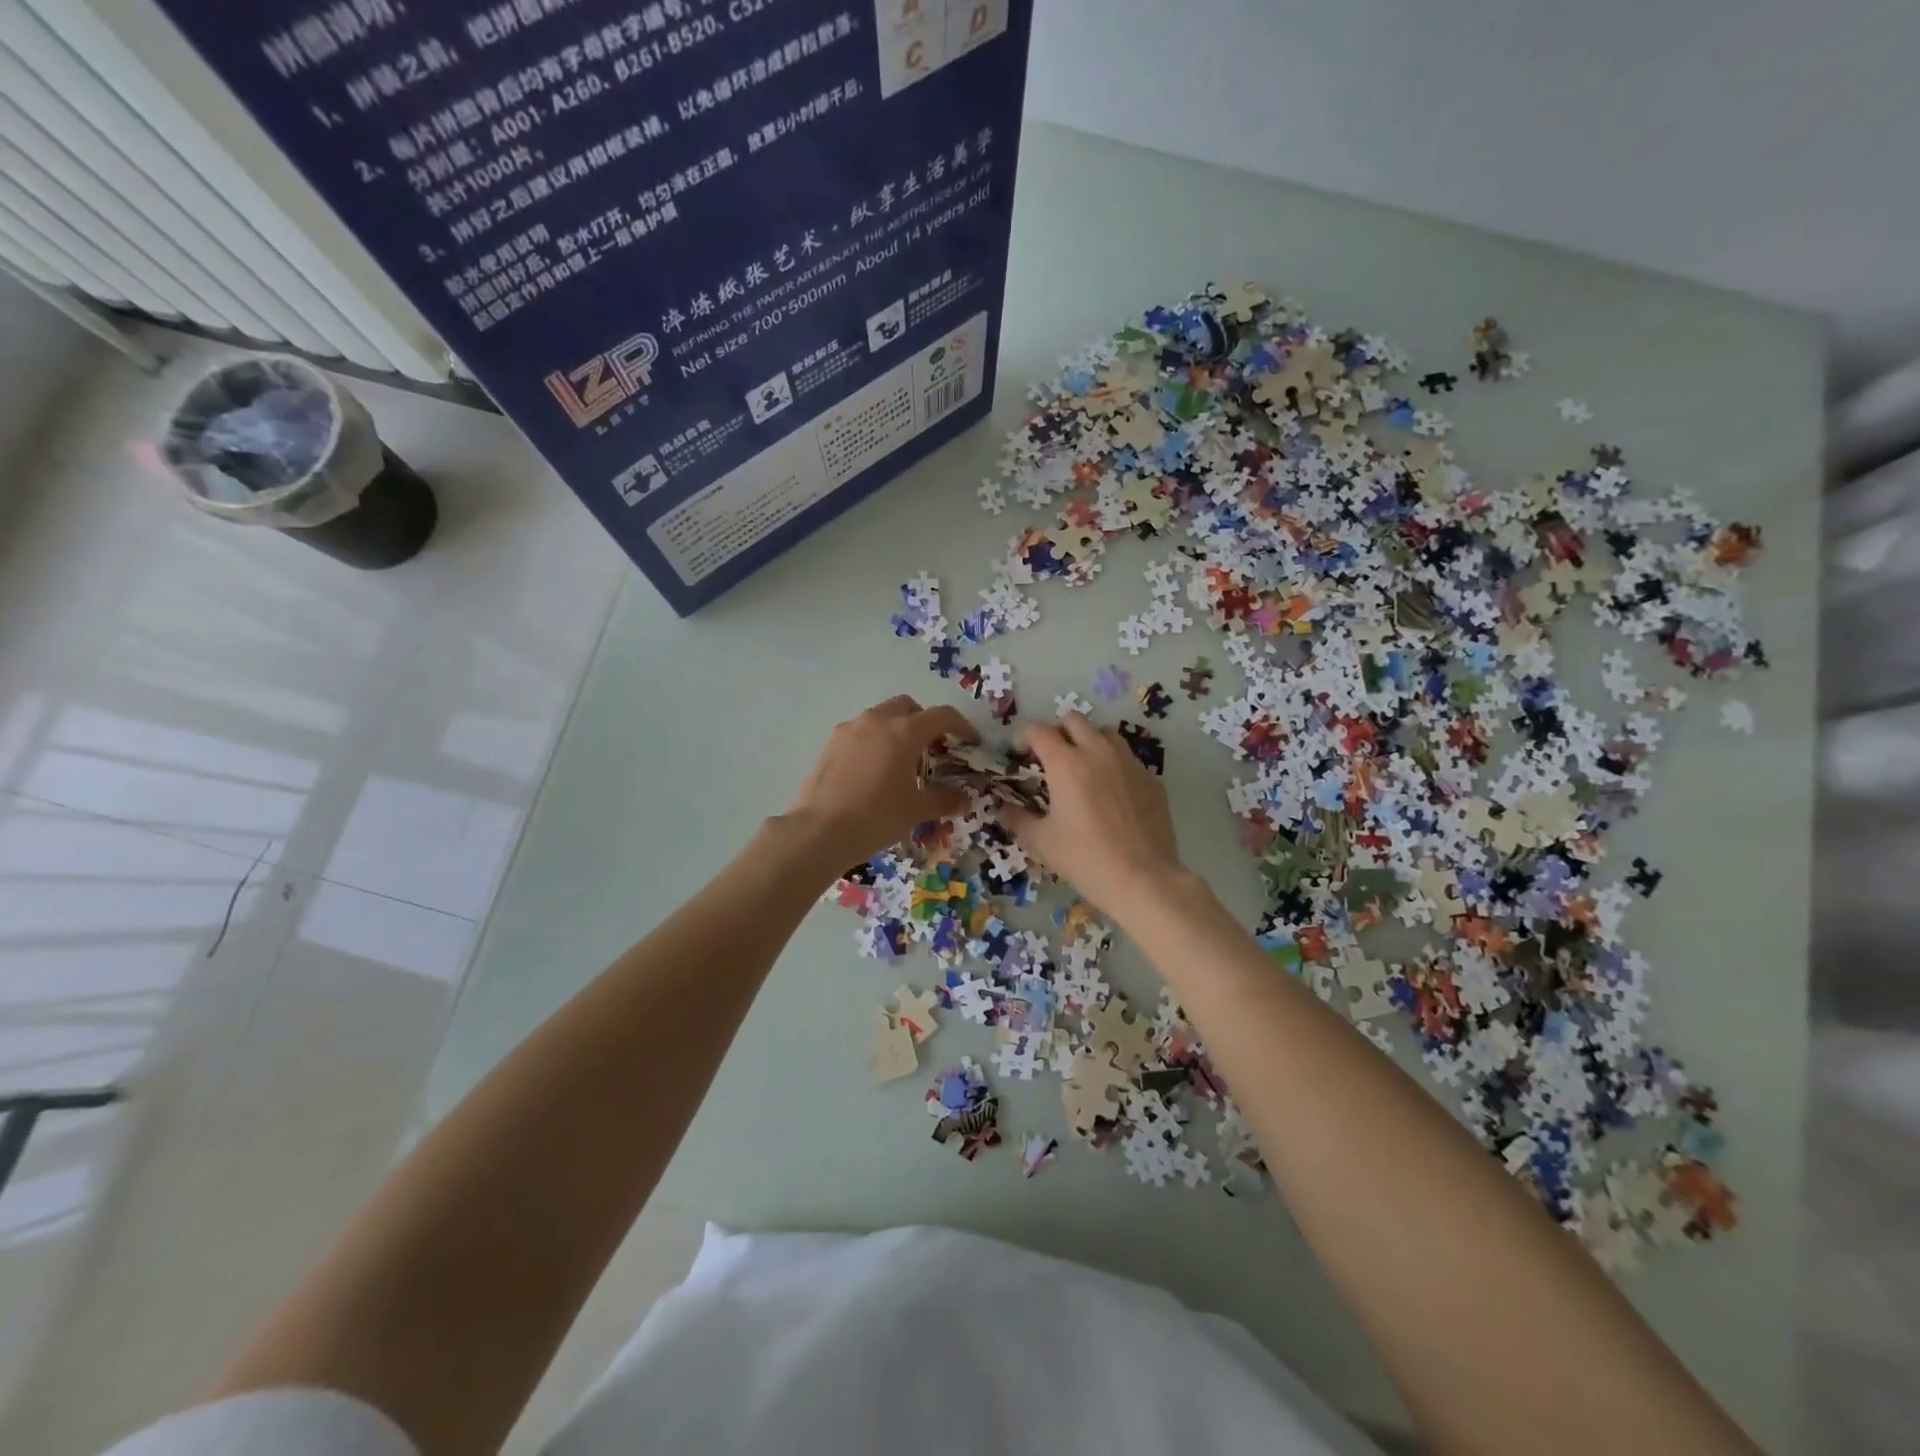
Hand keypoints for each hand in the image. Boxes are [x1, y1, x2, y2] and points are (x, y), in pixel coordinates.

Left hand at [785, 695, 977, 864]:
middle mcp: (877, 720)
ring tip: (902, 760)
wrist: (819, 830)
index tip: (970, 742)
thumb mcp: (916, 810)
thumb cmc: (876, 816)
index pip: (942, 716)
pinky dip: (874, 740)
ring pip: (881, 716)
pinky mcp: (830, 743)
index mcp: (904, 731)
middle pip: (908, 707)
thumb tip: (964, 800)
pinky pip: (860, 731)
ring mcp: (850, 729)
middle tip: (933, 748)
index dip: (961, 726)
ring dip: (897, 729)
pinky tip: (874, 769)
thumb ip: (944, 799)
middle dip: (925, 721)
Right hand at [1002, 713, 1183, 914]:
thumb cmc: (1085, 859)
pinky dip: (1114, 765)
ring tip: (1084, 768)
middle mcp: (1098, 752)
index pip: (1039, 731)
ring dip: (1089, 741)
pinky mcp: (1152, 779)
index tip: (1021, 755)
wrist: (1144, 879)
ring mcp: (1130, 763)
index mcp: (1066, 764)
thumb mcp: (1042, 842)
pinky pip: (1128, 759)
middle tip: (1051, 757)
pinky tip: (1112, 794)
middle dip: (1058, 732)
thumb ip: (1019, 820)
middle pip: (1074, 720)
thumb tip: (1003, 811)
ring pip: (1105, 733)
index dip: (1024, 737)